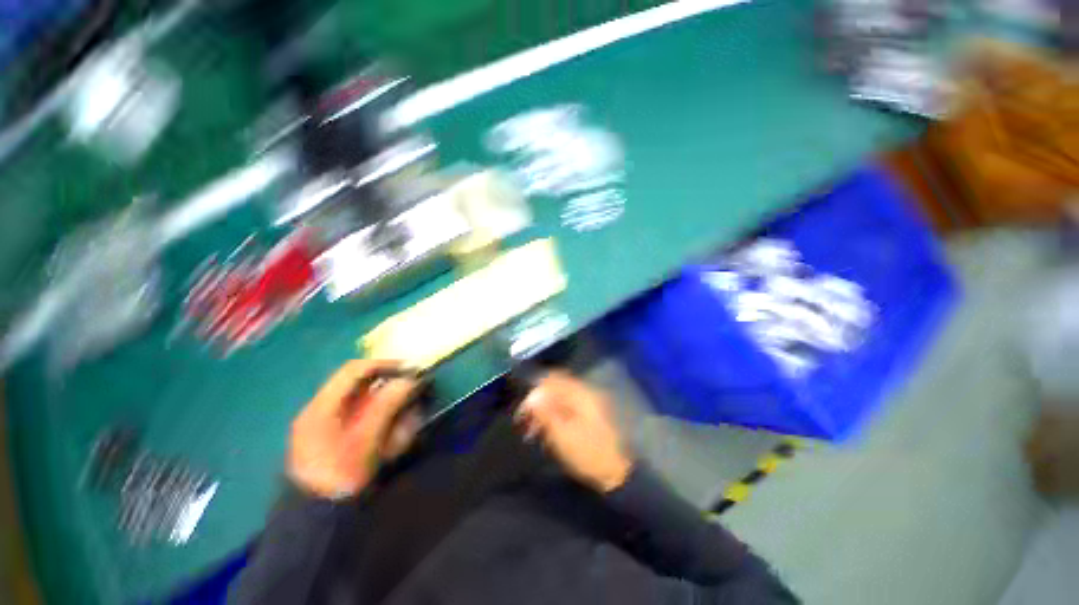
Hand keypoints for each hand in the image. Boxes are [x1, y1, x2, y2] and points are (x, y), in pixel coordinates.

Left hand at [288, 360, 418, 499]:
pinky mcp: (341, 443)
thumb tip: (410, 380)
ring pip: (371, 409)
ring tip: (401, 438)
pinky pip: (370, 426)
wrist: (317, 523)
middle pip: (365, 391)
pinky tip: (392, 449)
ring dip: (391, 418)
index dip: (384, 365)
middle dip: (392, 398)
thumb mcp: (364, 440)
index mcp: (322, 407)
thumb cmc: (338, 477)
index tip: (411, 370)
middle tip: (412, 407)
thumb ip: (386, 405)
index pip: (354, 370)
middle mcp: (325, 412)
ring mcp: (331, 428)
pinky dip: (385, 432)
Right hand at [516, 371, 633, 492]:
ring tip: (532, 431)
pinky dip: (552, 416)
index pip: (554, 379)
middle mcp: (584, 394)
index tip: (524, 407)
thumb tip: (531, 396)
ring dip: (544, 410)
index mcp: (580, 394)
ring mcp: (587, 404)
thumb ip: (546, 413)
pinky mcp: (587, 415)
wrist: (615, 473)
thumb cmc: (588, 454)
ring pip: (558, 398)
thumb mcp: (563, 435)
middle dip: (538, 401)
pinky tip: (545, 432)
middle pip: (555, 387)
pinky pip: (565, 407)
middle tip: (524, 421)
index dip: (536, 388)